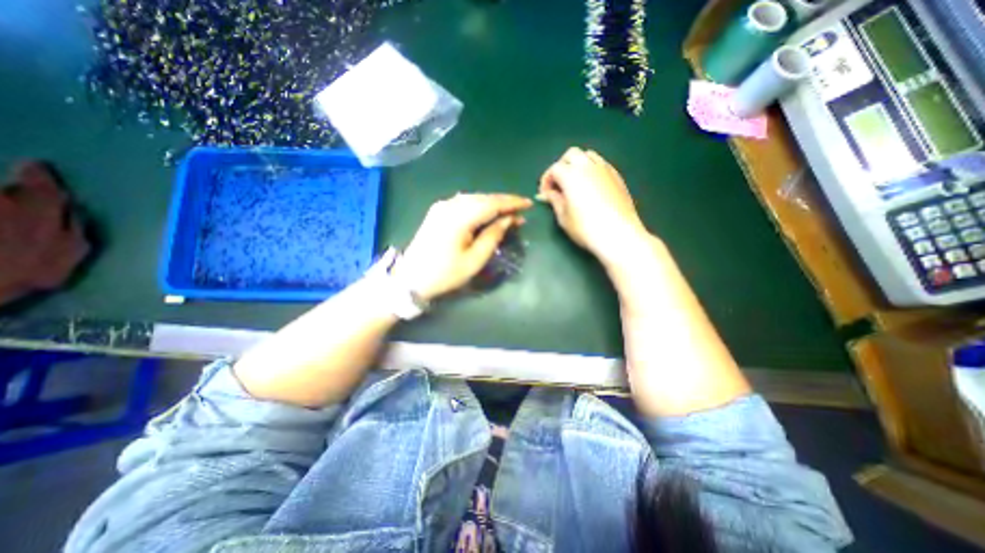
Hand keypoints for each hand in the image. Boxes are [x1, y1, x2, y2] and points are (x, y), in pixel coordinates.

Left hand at [392, 192, 529, 298]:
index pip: (492, 203)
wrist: (410, 279)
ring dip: (492, 203)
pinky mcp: (437, 211)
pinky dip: (479, 205)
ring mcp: (441, 207)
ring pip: (473, 198)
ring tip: (508, 212)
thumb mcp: (474, 260)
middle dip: (503, 203)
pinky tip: (487, 212)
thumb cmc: (445, 274)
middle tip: (521, 211)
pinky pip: (463, 202)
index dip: (512, 203)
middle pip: (483, 198)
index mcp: (459, 217)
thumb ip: (493, 236)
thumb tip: (508, 220)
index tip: (528, 204)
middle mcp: (449, 205)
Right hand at [537, 147, 652, 263]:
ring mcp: (605, 169)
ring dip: (577, 164)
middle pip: (571, 155)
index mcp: (571, 175)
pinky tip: (591, 187)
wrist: (618, 234)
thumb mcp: (563, 217)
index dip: (546, 180)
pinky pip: (601, 164)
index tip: (545, 195)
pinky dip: (592, 169)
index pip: (554, 169)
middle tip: (558, 185)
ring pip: (588, 155)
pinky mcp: (617, 176)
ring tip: (575, 183)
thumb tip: (548, 194)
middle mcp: (588, 166)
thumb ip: (554, 201)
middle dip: (561, 166)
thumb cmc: (585, 228)